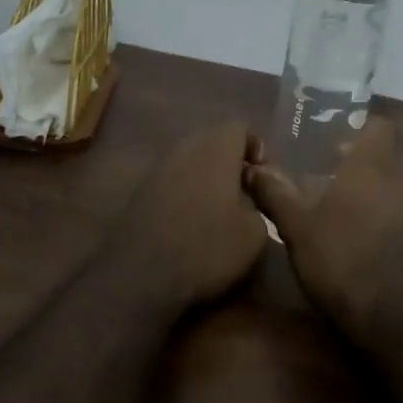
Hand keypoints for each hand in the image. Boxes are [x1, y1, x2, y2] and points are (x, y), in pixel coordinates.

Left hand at [105, 122, 269, 311]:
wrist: (141, 275)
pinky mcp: (140, 192)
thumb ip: (259, 203)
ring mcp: (158, 168)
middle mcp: (185, 148)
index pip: (239, 127)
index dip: (255, 148)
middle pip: (213, 142)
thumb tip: (249, 199)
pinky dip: (185, 195)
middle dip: (230, 164)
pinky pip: (172, 182)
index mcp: (216, 148)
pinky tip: (190, 226)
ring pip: (191, 162)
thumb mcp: (254, 233)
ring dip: (206, 180)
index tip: (262, 178)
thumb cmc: (207, 247)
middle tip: (243, 195)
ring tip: (218, 214)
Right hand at [243, 117, 402, 339]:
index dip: (358, 124)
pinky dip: (365, 214)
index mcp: (370, 167)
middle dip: (348, 159)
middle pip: (376, 156)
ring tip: (319, 200)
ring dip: (356, 189)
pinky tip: (338, 232)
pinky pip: (385, 212)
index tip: (329, 132)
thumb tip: (252, 168)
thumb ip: (275, 194)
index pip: (379, 126)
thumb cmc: (341, 258)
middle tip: (311, 167)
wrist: (391, 316)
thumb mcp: (297, 226)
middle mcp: (393, 182)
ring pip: (381, 186)